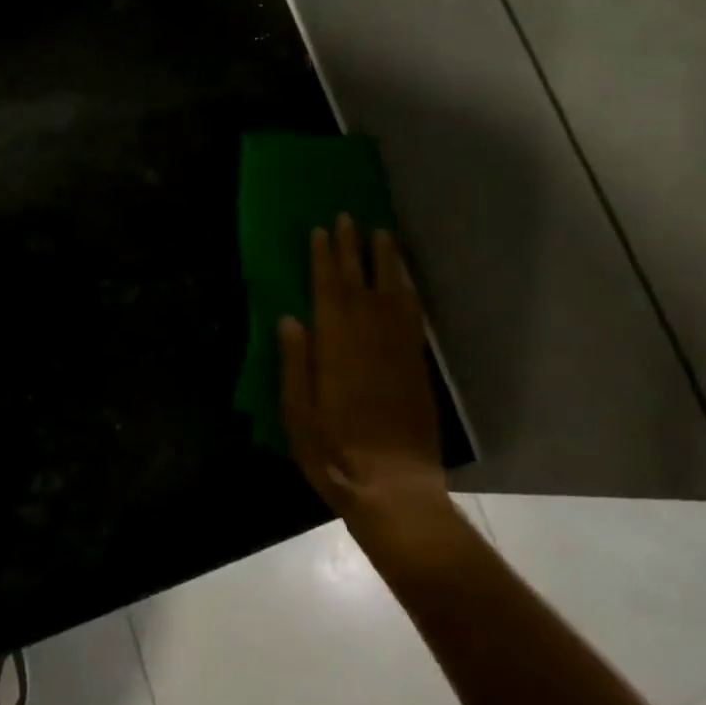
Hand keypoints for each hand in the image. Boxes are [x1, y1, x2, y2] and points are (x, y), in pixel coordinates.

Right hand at [280, 217, 447, 520]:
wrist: (393, 487)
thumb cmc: (334, 452)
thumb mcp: (298, 413)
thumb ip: (294, 362)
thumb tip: (289, 319)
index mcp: (335, 346)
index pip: (328, 290)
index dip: (324, 259)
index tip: (321, 230)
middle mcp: (369, 338)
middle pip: (360, 282)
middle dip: (352, 249)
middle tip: (349, 217)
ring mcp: (397, 350)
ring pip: (393, 293)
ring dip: (386, 261)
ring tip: (382, 234)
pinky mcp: (416, 366)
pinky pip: (413, 317)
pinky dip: (408, 292)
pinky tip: (405, 281)